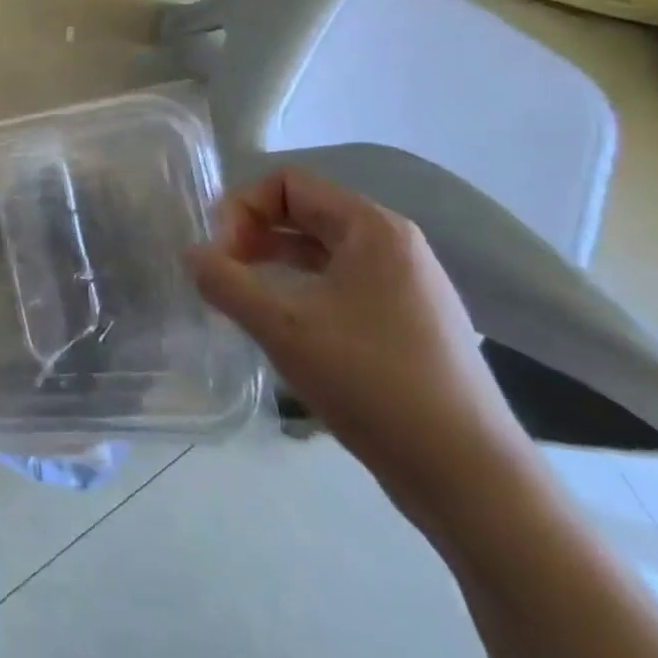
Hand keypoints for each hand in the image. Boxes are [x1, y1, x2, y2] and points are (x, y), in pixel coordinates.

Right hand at [187, 166, 540, 542]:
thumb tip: (191, 254)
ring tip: (243, 297)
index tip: (221, 254)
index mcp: (373, 229)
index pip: (290, 183)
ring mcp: (406, 286)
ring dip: (275, 262)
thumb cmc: (371, 381)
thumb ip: (226, 283)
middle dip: (255, 233)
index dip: (244, 208)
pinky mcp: (408, 324)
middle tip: (223, 273)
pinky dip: (302, 290)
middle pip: (307, 212)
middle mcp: (394, 246)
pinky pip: (341, 285)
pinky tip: (283, 327)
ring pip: (323, 252)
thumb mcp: (283, 327)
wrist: (466, 473)